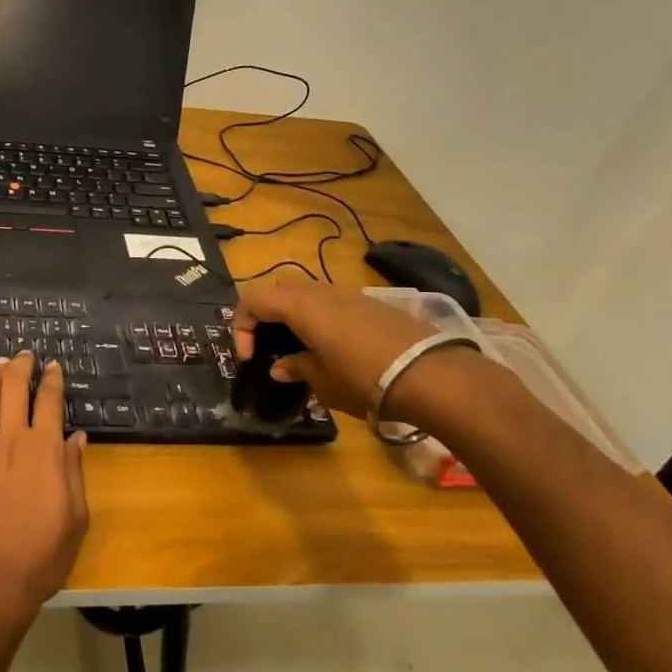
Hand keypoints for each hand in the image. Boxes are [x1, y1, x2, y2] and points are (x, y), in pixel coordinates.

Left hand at [0, 352, 88, 637]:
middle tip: (25, 355)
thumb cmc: (41, 556)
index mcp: (46, 451)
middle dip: (21, 367)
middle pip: (14, 390)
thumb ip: (74, 472)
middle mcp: (12, 441)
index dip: (53, 380)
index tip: (54, 366)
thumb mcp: (75, 518)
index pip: (50, 402)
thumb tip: (76, 437)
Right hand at [233, 278, 459, 422]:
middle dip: (266, 315)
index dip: (241, 326)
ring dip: (294, 315)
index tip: (249, 358)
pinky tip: (333, 348)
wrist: (430, 375)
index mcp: (299, 306)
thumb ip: (296, 368)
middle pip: (278, 290)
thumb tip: (279, 367)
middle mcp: (320, 291)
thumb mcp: (322, 381)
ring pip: (307, 293)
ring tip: (300, 348)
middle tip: (268, 346)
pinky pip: (332, 302)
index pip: (252, 300)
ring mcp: (348, 294)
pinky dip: (320, 318)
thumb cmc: (363, 378)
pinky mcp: (371, 304)